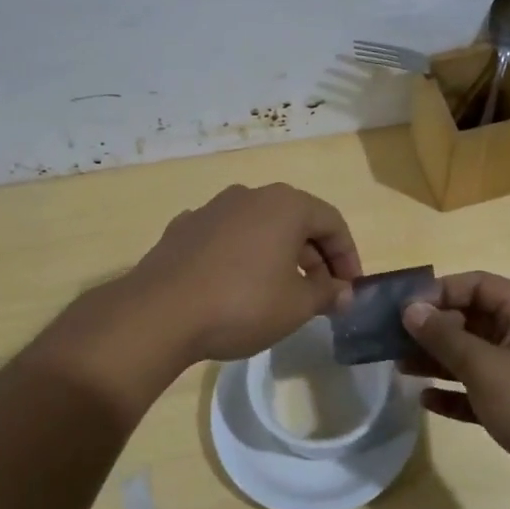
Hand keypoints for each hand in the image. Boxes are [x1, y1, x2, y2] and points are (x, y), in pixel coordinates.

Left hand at [125, 184, 362, 363]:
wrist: (160, 312)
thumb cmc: (242, 304)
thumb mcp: (296, 305)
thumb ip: (327, 294)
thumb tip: (344, 292)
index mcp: (285, 205)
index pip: (332, 222)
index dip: (347, 256)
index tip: (349, 289)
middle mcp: (250, 196)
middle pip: (296, 221)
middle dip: (314, 258)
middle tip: (320, 295)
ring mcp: (212, 209)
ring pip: (260, 228)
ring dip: (279, 255)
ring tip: (280, 292)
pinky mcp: (184, 228)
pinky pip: (227, 238)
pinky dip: (242, 256)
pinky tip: (236, 286)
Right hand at [401, 272, 509, 508]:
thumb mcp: (485, 366)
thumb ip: (444, 336)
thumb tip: (410, 309)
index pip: (478, 285)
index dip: (440, 292)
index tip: (403, 308)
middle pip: (472, 320)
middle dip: (433, 328)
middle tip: (392, 339)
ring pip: (472, 357)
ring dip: (438, 360)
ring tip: (399, 366)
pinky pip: (478, 391)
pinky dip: (454, 392)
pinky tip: (425, 399)